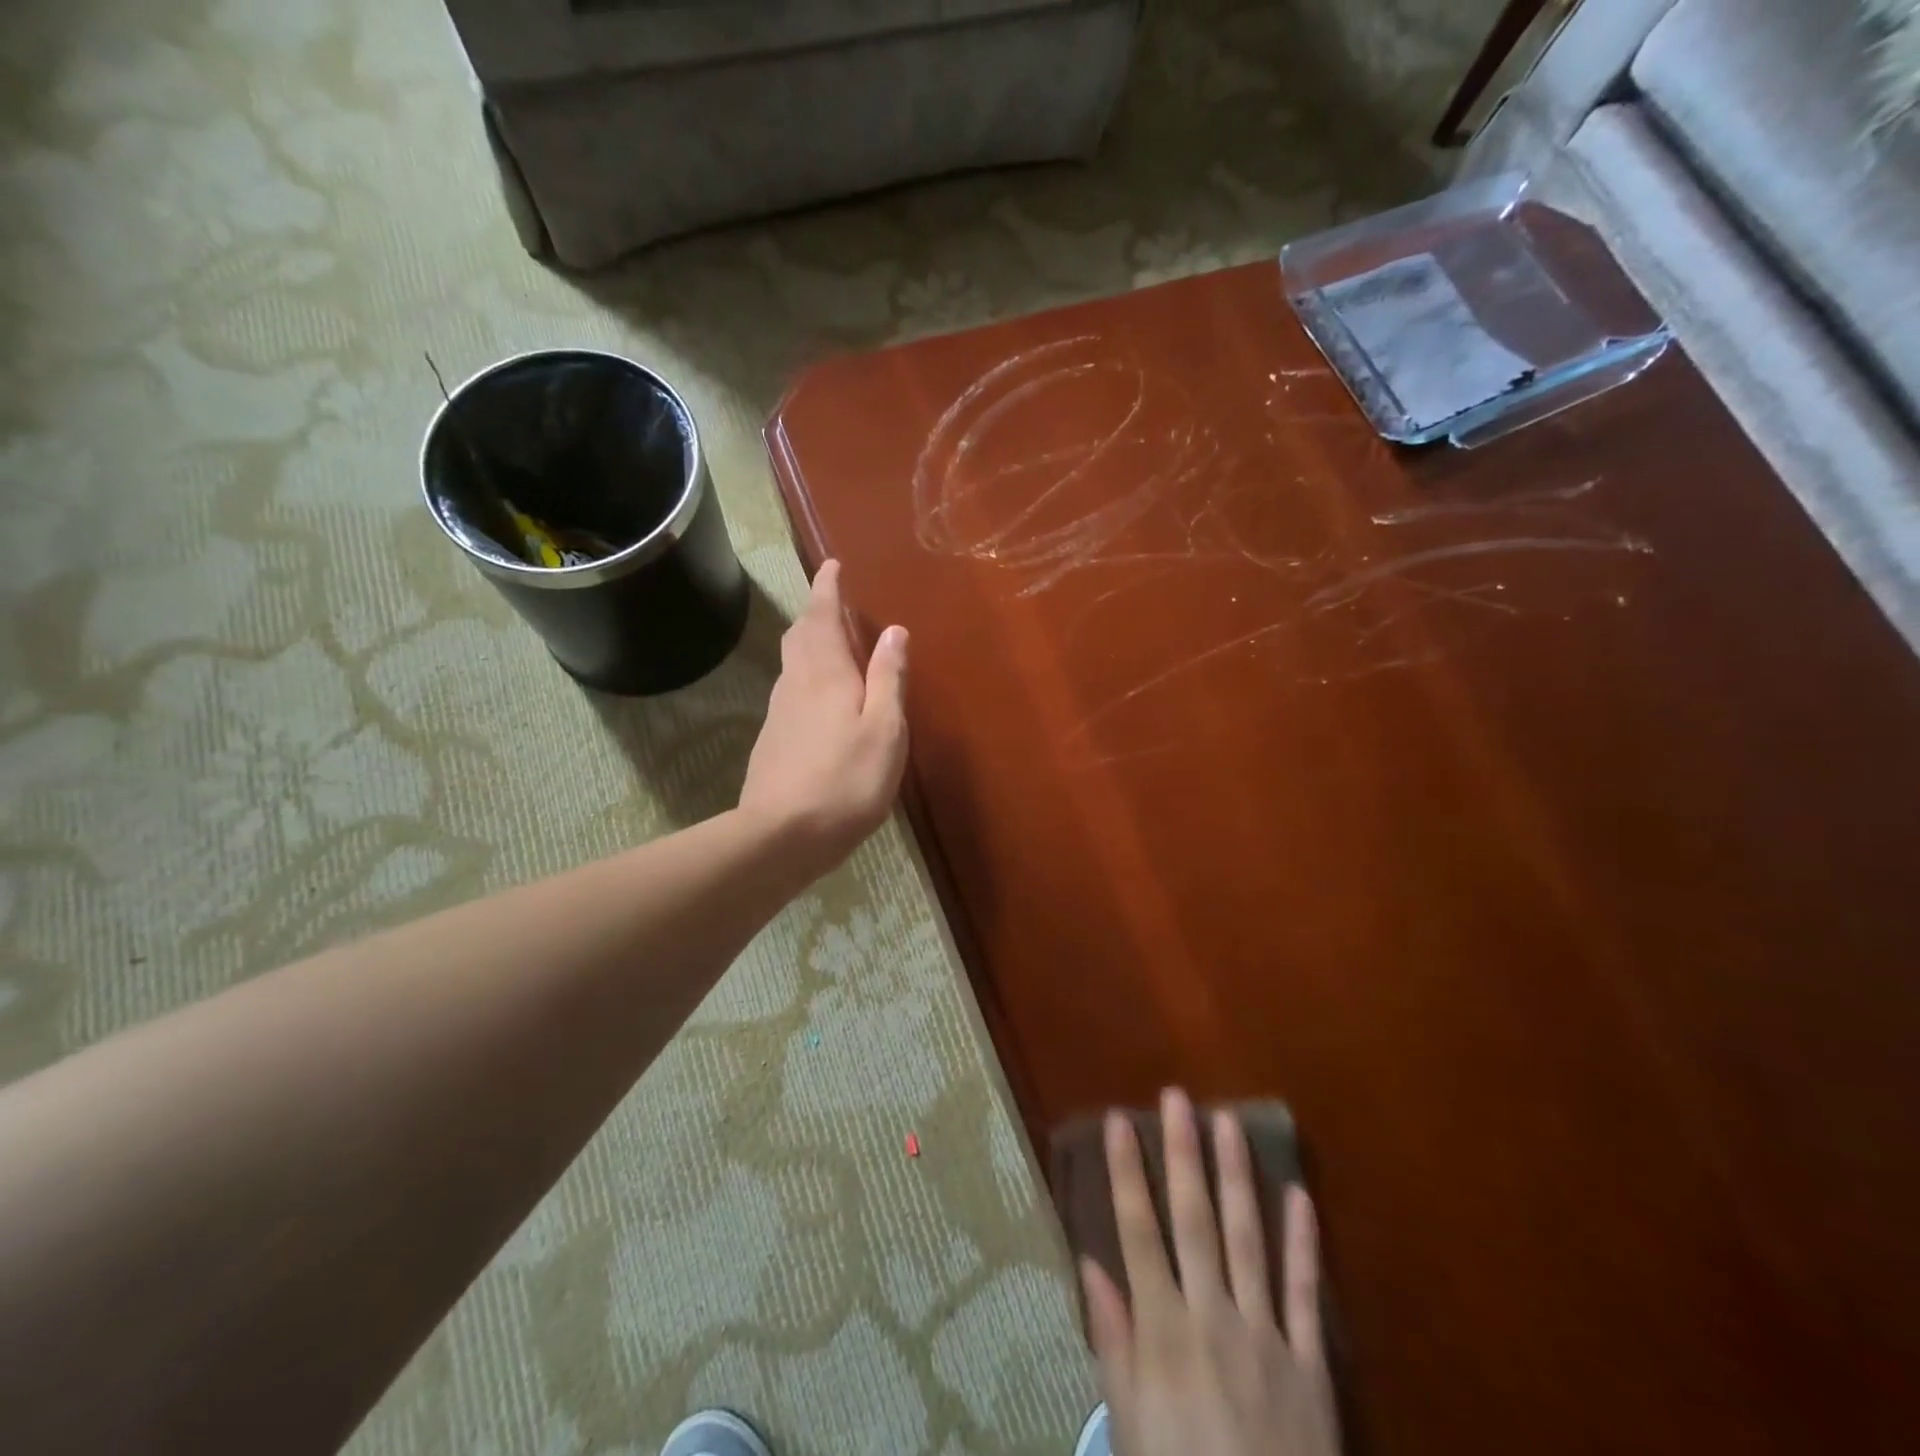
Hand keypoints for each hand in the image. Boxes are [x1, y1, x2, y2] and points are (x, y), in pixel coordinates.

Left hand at [739, 560, 908, 871]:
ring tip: (834, 646)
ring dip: (810, 643)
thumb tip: (894, 631)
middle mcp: (795, 683)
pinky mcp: (773, 740)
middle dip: (816, 613)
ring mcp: (779, 712)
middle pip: (800, 634)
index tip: (833, 565)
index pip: (822, 615)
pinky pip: (791, 690)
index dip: (827, 587)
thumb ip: (887, 678)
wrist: (781, 836)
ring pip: (793, 663)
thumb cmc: (845, 780)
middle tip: (835, 604)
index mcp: (825, 673)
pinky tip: (821, 699)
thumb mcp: (884, 729)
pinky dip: (806, 677)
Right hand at [1083, 1089, 1339, 1455]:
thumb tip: (1090, 1263)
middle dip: (1183, 1154)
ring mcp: (1265, 1334)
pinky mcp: (1310, 1363)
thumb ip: (1113, 1341)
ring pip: (1248, 1239)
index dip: (1127, 1172)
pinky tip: (1299, 1195)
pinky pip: (1304, 1294)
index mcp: (1164, 1330)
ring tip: (1229, 1123)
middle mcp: (1212, 1316)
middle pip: (1194, 1220)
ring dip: (1237, 1177)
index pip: (1138, 1231)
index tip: (1120, 1120)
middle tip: (1178, 1098)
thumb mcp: (1130, 1423)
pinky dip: (1304, 1244)